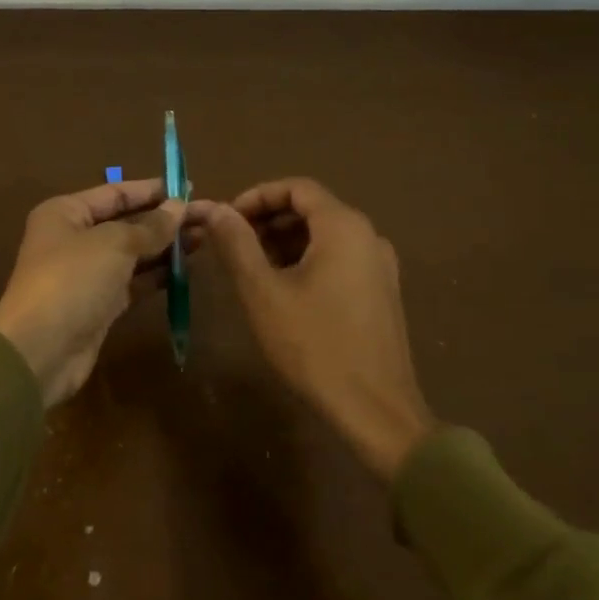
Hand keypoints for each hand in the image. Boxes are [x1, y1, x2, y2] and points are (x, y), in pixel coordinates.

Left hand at [0, 178, 188, 406]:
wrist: (40, 351)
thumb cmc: (73, 280)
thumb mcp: (114, 244)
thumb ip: (150, 226)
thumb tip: (179, 207)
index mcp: (66, 213)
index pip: (115, 192)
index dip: (152, 190)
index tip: (188, 188)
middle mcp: (73, 238)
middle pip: (126, 222)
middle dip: (164, 220)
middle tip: (205, 216)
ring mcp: (86, 274)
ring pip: (132, 254)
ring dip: (164, 247)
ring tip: (204, 238)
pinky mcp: (98, 305)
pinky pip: (132, 282)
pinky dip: (156, 275)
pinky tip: (185, 269)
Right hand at [202, 178, 436, 480]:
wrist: (376, 411)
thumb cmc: (314, 345)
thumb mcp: (263, 292)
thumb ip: (237, 244)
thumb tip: (216, 209)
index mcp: (344, 226)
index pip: (297, 188)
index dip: (257, 196)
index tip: (227, 219)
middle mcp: (369, 236)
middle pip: (312, 209)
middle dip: (268, 220)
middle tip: (232, 245)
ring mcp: (380, 266)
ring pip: (325, 236)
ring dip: (285, 242)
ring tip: (252, 269)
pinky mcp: (382, 293)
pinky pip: (340, 259)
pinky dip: (308, 261)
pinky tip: (284, 292)